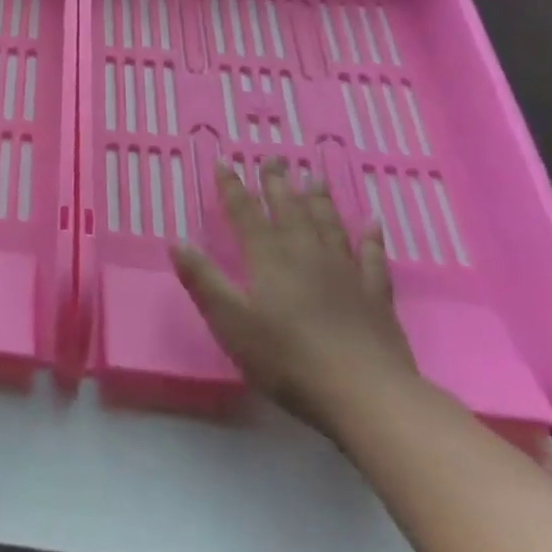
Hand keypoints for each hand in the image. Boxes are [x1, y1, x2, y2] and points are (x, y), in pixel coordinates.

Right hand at [170, 158, 418, 436]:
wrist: (365, 393)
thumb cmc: (286, 358)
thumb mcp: (230, 321)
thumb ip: (203, 280)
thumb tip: (176, 242)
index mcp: (268, 258)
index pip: (244, 213)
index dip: (232, 187)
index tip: (224, 162)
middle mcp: (306, 254)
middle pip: (289, 210)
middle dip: (277, 183)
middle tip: (272, 158)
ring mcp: (345, 272)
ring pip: (329, 225)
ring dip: (319, 200)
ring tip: (314, 177)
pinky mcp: (375, 296)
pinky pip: (373, 257)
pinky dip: (371, 238)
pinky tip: (372, 224)